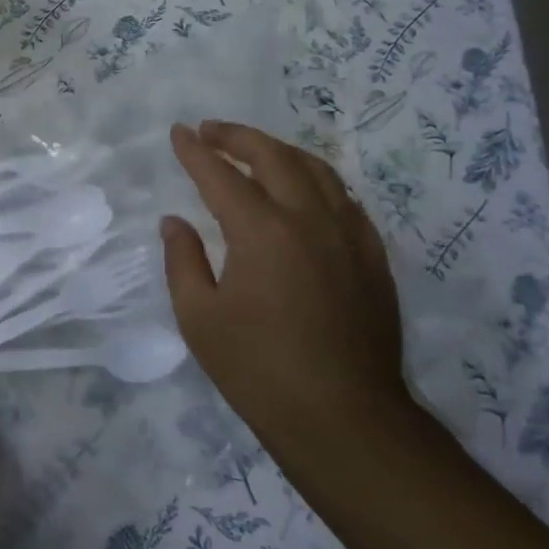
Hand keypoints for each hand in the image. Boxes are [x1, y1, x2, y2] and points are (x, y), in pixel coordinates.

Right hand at [161, 121, 410, 458]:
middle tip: (210, 131)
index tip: (178, 133)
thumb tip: (175, 222)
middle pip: (274, 157)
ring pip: (316, 170)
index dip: (195, 151)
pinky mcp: (373, 257)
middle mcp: (310, 219)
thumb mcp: (199, 317)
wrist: (344, 417)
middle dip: (237, 137)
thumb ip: (183, 260)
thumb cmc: (258, 369)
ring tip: (254, 150)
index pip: (221, 176)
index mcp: (262, 231)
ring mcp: (349, 236)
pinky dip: (316, 180)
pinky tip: (304, 191)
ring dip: (279, 151)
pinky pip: (344, 199)